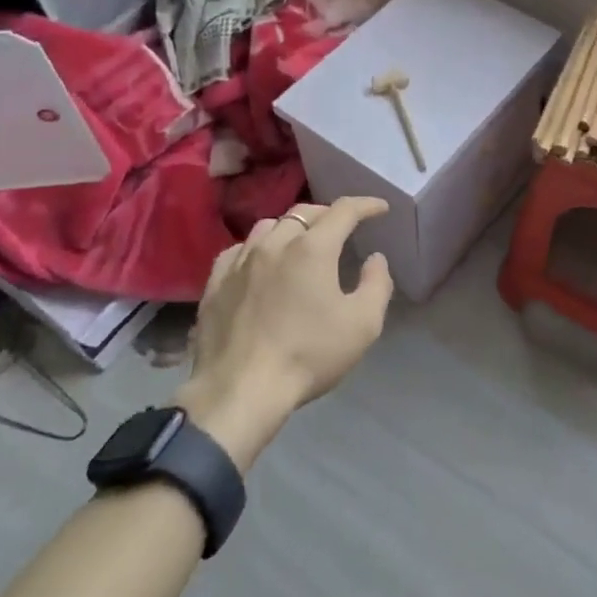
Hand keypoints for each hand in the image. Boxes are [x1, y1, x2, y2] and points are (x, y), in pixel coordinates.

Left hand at [177, 198, 394, 468]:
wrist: (240, 390)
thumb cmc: (308, 356)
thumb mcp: (362, 325)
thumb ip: (377, 284)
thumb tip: (375, 258)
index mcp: (312, 248)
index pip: (343, 211)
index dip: (366, 205)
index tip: (380, 209)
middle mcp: (275, 243)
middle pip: (304, 212)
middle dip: (328, 214)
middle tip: (343, 227)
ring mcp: (240, 260)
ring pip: (269, 226)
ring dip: (292, 227)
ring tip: (302, 241)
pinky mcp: (215, 282)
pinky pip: (240, 249)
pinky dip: (258, 247)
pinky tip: (260, 262)